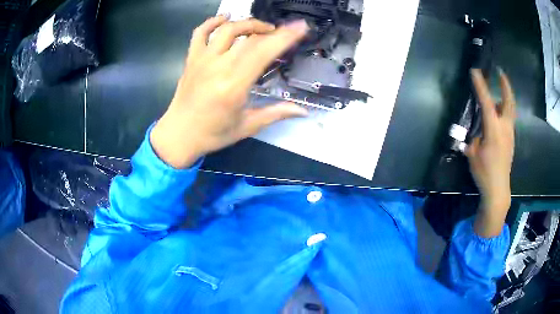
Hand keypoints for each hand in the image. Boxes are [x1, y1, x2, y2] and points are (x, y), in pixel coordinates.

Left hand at [150, 16, 308, 168]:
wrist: (178, 135)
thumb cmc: (213, 134)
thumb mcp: (247, 126)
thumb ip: (276, 113)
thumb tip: (304, 111)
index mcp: (234, 86)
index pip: (263, 53)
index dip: (284, 37)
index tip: (300, 27)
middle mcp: (218, 68)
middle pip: (248, 38)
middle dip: (270, 30)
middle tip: (281, 33)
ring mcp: (202, 60)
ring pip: (226, 30)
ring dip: (247, 23)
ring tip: (260, 28)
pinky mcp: (191, 59)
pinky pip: (200, 33)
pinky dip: (212, 22)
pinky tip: (225, 19)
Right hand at [467, 68, 515, 236]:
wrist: (498, 189)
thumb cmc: (484, 172)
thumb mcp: (472, 154)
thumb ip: (475, 139)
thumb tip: (478, 133)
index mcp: (493, 129)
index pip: (486, 102)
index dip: (480, 85)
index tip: (475, 71)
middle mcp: (504, 127)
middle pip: (508, 101)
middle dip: (505, 85)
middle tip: (501, 73)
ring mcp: (510, 134)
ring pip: (510, 109)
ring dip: (505, 97)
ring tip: (499, 92)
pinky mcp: (511, 140)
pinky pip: (509, 119)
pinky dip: (505, 110)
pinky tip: (499, 114)